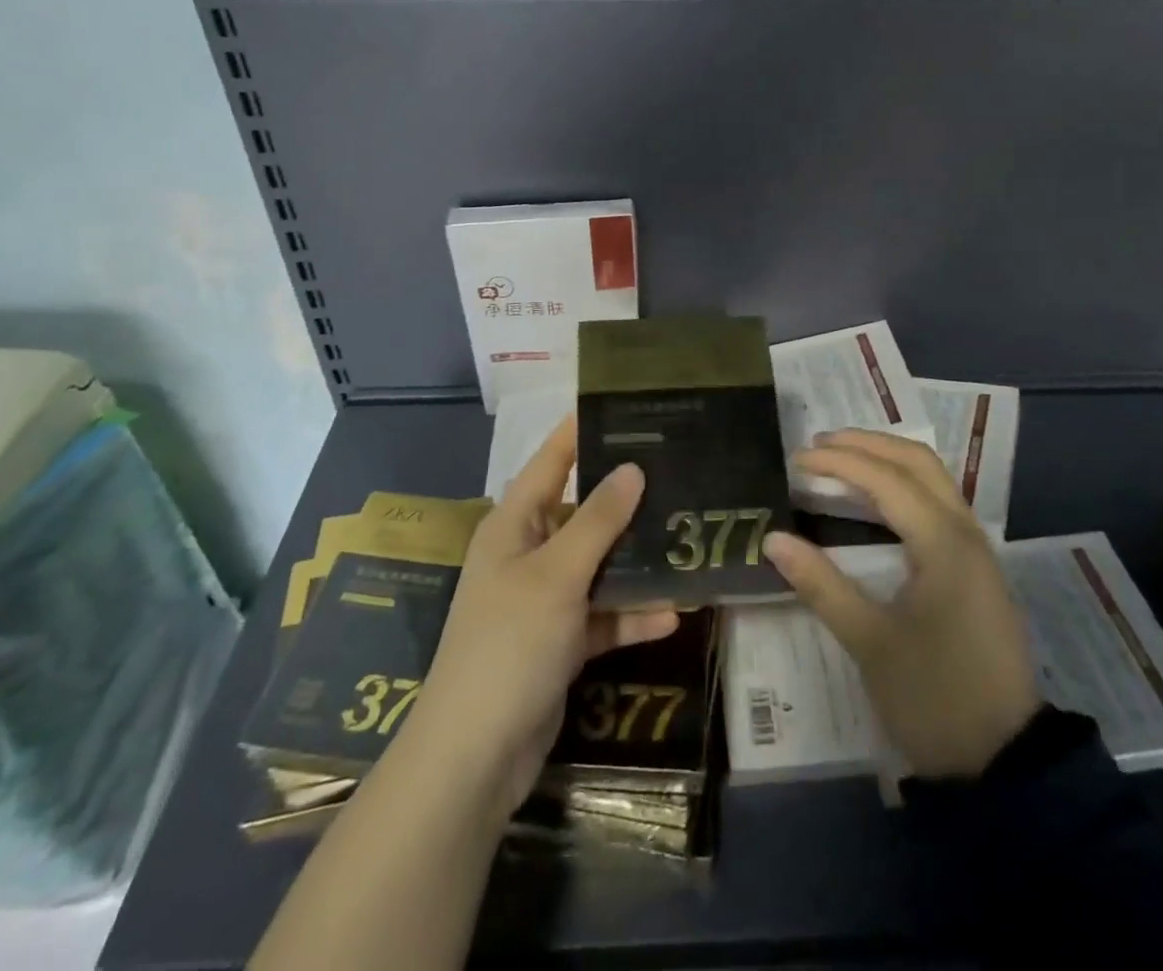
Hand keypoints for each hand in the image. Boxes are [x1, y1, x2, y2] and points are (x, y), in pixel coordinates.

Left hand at [404, 417, 679, 819]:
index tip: (624, 406)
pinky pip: (602, 614)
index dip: (581, 432)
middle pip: (583, 513)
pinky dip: (631, 614)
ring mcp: (544, 600)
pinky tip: (674, 613)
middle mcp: (527, 553)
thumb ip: (598, 520)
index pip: (551, 461)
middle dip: (626, 500)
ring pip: (599, 565)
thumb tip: (632, 468)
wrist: (475, 757)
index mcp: (513, 525)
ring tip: (687, 541)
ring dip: (636, 562)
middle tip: (678, 475)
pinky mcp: (560, 641)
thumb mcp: (557, 574)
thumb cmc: (509, 644)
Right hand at [763, 430, 1043, 777]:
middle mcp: (966, 532)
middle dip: (867, 444)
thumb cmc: (934, 699)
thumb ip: (821, 584)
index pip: (886, 479)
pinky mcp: (976, 568)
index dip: (839, 462)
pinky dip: (904, 484)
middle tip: (819, 445)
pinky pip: (939, 501)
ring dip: (887, 459)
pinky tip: (876, 499)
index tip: (796, 459)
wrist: (1006, 764)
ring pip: (934, 478)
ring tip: (841, 460)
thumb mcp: (870, 643)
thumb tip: (772, 539)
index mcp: (944, 544)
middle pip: (918, 461)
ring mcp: (977, 549)